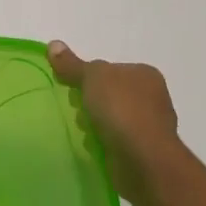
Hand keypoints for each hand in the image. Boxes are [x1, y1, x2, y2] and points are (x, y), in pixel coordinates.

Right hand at [47, 40, 183, 196]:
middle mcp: (152, 98)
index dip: (89, 76)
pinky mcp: (143, 152)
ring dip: (94, 124)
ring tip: (82, 130)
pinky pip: (114, 141)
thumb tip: (53, 44)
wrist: (144, 160)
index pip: (110, 69)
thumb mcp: (92, 77)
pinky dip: (102, 143)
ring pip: (110, 119)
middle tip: (76, 109)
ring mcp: (150, 127)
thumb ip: (72, 64)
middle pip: (109, 94)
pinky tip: (92, 145)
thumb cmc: (122, 110)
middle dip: (89, 102)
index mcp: (145, 75)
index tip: (74, 88)